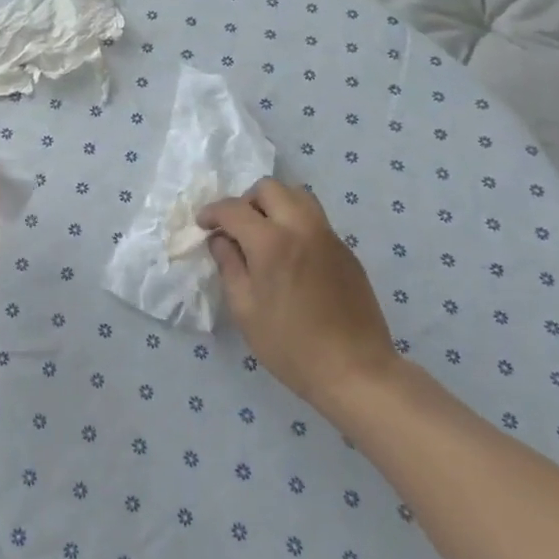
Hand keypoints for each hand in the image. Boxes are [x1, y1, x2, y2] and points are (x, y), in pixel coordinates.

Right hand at [199, 178, 396, 415]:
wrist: (355, 370)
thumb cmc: (291, 346)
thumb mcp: (245, 310)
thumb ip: (229, 266)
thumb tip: (220, 240)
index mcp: (272, 242)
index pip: (234, 209)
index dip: (212, 213)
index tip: (203, 225)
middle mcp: (302, 227)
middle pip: (270, 188)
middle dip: (246, 201)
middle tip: (237, 229)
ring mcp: (328, 236)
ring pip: (298, 196)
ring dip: (275, 205)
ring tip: (264, 235)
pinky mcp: (346, 251)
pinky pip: (315, 220)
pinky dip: (295, 223)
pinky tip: (291, 257)